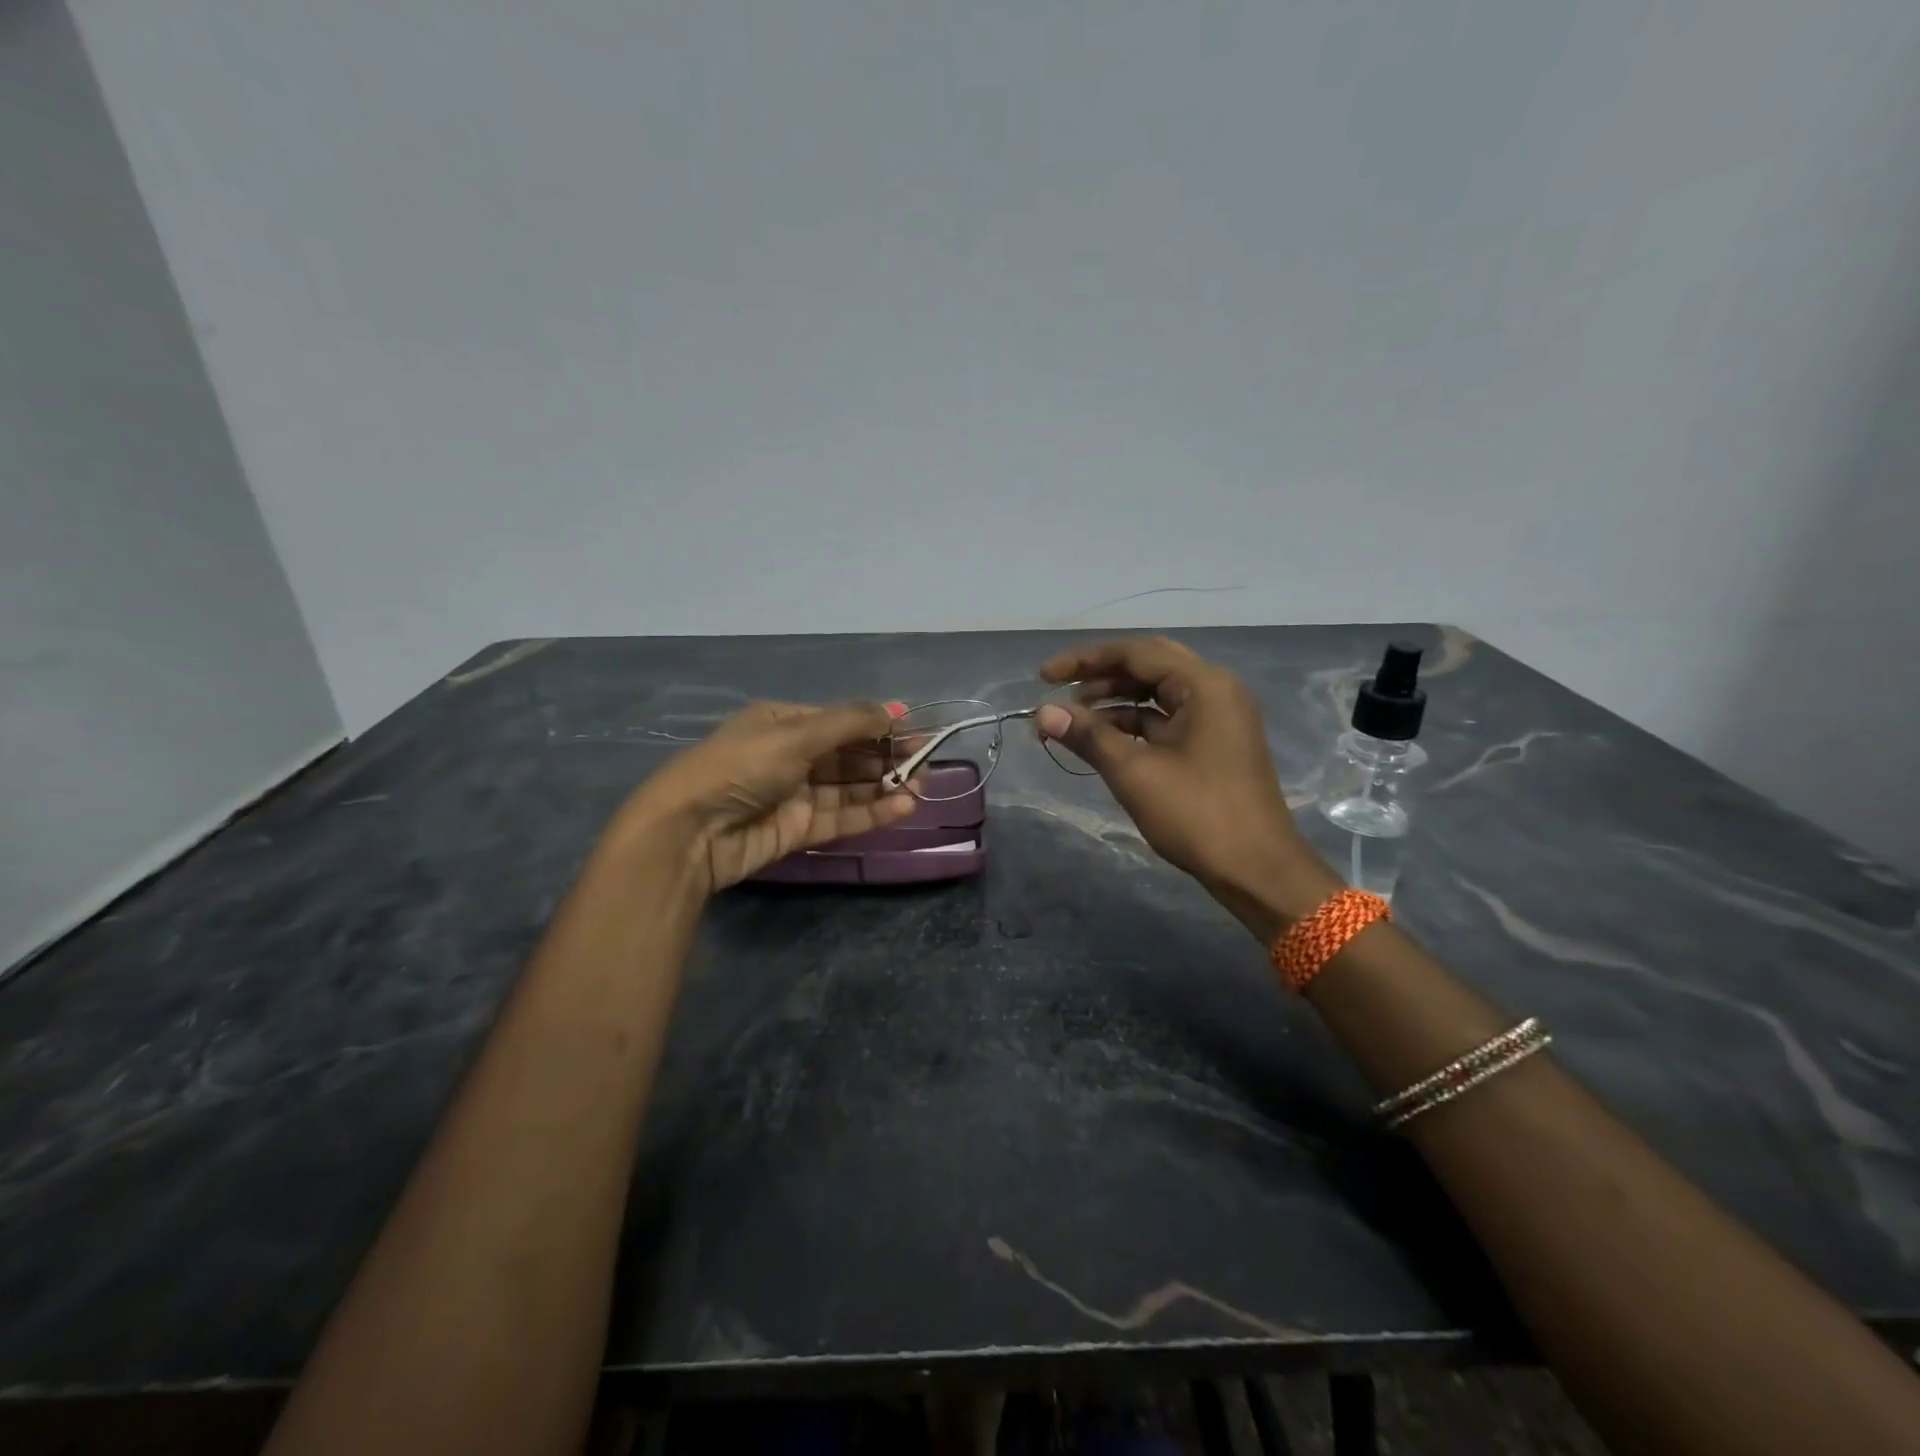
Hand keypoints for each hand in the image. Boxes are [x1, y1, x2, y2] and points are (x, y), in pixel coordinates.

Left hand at [619, 700, 918, 893]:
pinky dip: (871, 812)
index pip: (841, 720)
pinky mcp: (797, 830)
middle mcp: (791, 755)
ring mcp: (794, 795)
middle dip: (886, 756)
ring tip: (923, 786)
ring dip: (884, 786)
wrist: (691, 831)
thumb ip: (851, 723)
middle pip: (848, 754)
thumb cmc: (742, 767)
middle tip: (927, 762)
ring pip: (849, 788)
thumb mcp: (796, 734)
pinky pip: (841, 818)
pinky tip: (903, 807)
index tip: (916, 732)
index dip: (878, 725)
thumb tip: (897, 710)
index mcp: (783, 722)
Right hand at [1035, 637, 1338, 935]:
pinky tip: (1103, 740)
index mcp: (1204, 685)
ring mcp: (1218, 717)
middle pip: (1148, 667)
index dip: (1085, 661)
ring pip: (1157, 694)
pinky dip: (1134, 724)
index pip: (1136, 653)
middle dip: (1100, 676)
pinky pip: (1167, 719)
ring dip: (1114, 702)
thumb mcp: (1135, 773)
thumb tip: (1043, 712)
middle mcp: (1215, 690)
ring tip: (1073, 719)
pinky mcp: (1214, 744)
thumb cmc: (1197, 815)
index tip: (1043, 677)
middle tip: (1059, 690)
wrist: (1257, 871)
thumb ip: (1088, 735)